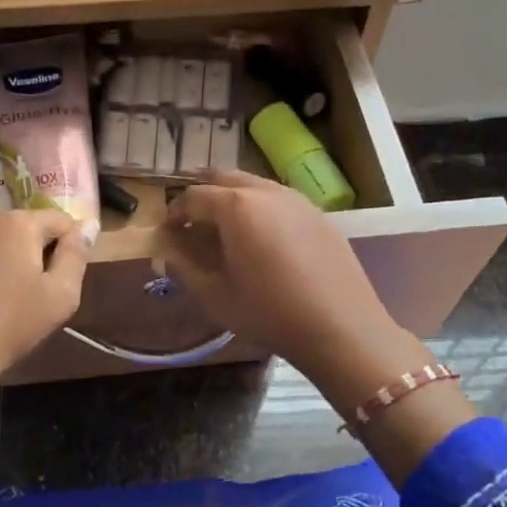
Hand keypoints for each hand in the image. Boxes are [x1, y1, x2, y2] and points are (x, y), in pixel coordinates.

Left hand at [0, 208, 90, 388]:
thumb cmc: (10, 326)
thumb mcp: (61, 296)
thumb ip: (77, 255)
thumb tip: (88, 224)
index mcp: (19, 224)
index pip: (58, 220)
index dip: (68, 244)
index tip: (62, 275)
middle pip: (20, 226)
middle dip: (29, 248)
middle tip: (28, 288)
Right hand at [158, 172, 471, 486]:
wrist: (340, 327)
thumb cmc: (269, 313)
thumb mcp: (216, 295)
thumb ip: (185, 268)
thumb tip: (166, 252)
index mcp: (236, 206)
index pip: (193, 196)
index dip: (175, 212)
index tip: (168, 230)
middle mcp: (266, 191)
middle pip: (224, 179)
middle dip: (203, 196)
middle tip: (192, 222)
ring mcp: (297, 200)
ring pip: (254, 185)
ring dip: (232, 199)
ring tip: (225, 229)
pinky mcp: (318, 215)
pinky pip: (279, 200)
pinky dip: (260, 209)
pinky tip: (262, 239)